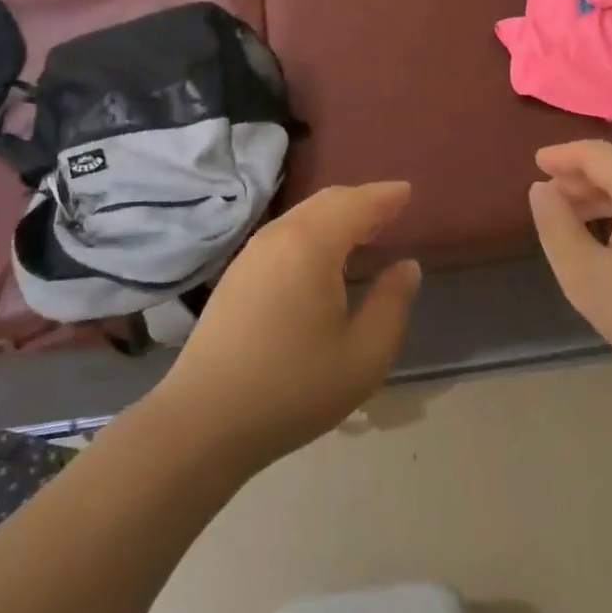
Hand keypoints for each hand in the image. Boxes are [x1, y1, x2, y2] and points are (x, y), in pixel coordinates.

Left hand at [156, 183, 421, 470]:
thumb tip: (407, 266)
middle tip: (391, 209)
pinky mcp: (237, 274)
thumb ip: (392, 305)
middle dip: (362, 200)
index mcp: (311, 245)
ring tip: (363, 230)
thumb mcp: (364, 356)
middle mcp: (279, 236)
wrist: (203, 421)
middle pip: (327, 201)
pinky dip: (314, 230)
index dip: (385, 196)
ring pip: (303, 215)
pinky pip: (286, 233)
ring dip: (336, 215)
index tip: (408, 191)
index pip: (356, 204)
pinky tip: (323, 257)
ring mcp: (252, 253)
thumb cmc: (292, 388)